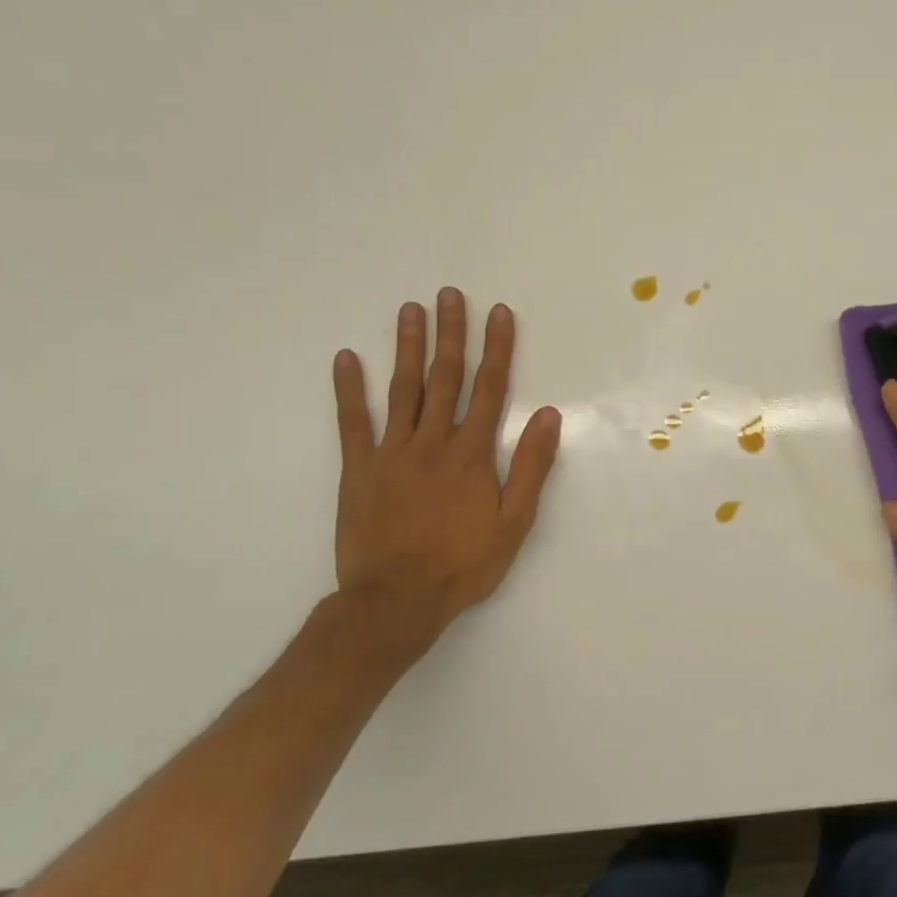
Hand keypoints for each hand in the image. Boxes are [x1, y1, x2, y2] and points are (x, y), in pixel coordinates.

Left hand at [330, 289, 560, 673]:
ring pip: (402, 390)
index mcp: (472, 454)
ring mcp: (391, 453)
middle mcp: (433, 443)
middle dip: (451, 334)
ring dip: (407, 347)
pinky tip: (347, 358)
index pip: (490, 389)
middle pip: (445, 378)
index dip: (497, 349)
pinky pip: (353, 423)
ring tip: (411, 310)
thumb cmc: (463, 564)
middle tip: (450, 294)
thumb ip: (531, 466)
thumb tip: (549, 415)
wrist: (395, 602)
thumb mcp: (514, 522)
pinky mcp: (359, 470)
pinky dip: (349, 390)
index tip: (499, 313)